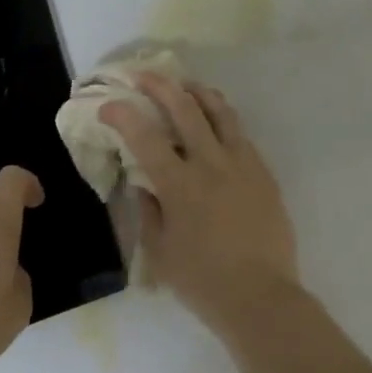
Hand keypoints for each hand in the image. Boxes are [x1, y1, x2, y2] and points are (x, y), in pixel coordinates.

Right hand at [101, 74, 298, 337]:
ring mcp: (242, 162)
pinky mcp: (263, 170)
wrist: (262, 296)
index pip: (145, 137)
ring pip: (219, 111)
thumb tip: (144, 183)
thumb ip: (148, 212)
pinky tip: (214, 121)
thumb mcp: (160, 252)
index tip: (109, 105)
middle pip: (184, 108)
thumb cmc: (203, 281)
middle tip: (143, 76)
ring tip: (183, 84)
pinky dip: (222, 118)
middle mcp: (211, 163)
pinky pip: (240, 133)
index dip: (123, 115)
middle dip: (159, 85)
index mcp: (180, 185)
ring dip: (197, 91)